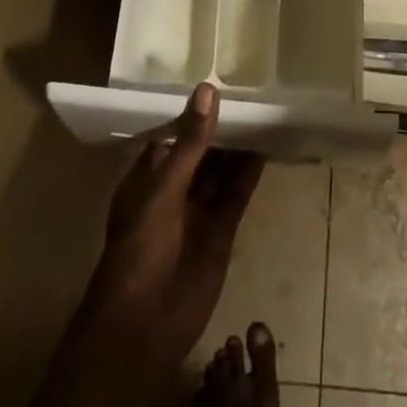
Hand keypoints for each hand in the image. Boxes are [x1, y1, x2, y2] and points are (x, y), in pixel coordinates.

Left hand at [34, 83, 263, 406]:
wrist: (142, 328)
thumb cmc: (139, 248)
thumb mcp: (163, 188)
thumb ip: (190, 142)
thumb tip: (208, 89)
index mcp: (148, 175)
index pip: (173, 132)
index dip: (193, 108)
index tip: (217, 77)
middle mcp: (174, 188)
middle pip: (201, 148)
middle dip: (220, 124)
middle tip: (249, 87)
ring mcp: (198, 209)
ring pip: (221, 169)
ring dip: (238, 144)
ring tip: (263, 108)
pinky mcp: (220, 230)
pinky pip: (237, 193)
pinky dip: (250, 171)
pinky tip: (267, 145)